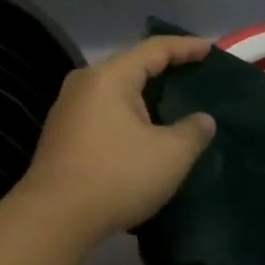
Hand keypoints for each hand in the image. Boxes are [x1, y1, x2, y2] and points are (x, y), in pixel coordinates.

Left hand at [18, 36, 216, 245]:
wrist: (53, 216)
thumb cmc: (116, 176)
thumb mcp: (169, 156)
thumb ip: (193, 132)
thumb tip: (203, 119)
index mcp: (110, 76)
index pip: (154, 49)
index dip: (185, 47)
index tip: (211, 49)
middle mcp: (85, 81)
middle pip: (132, 65)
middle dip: (164, 68)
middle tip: (195, 73)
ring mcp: (69, 106)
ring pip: (116, 89)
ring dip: (144, 93)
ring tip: (172, 101)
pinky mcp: (62, 131)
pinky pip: (104, 109)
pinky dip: (128, 112)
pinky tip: (143, 129)